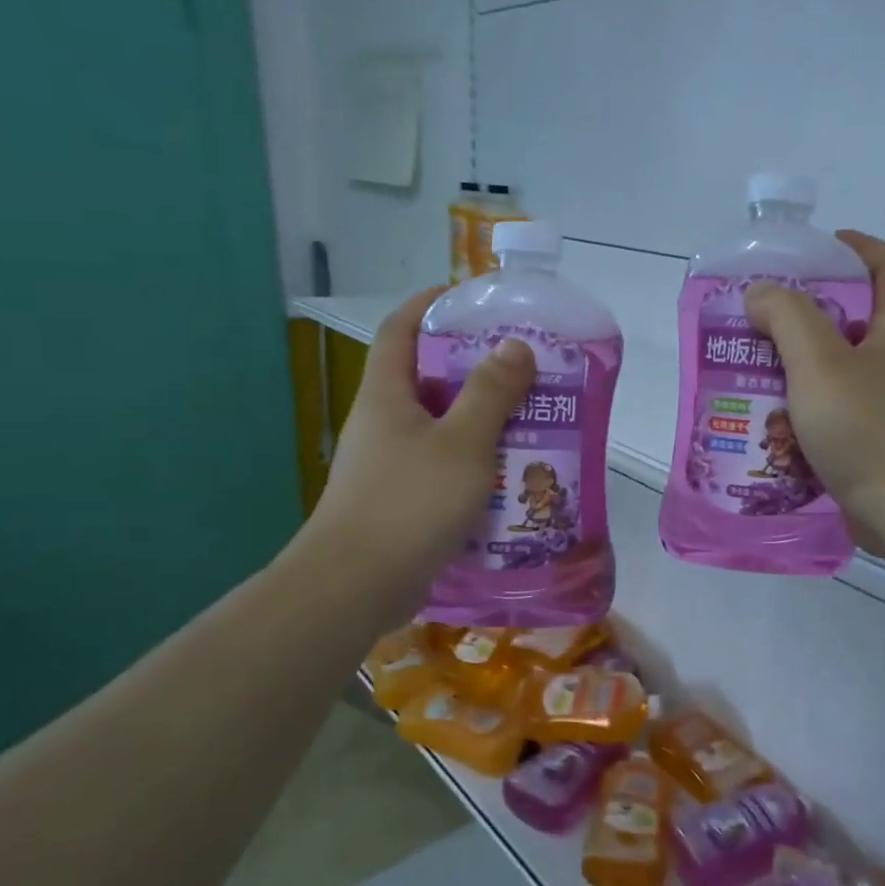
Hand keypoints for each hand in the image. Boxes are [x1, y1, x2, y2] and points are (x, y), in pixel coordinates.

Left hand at [294, 287, 534, 621]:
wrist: (355, 587)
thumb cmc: (409, 503)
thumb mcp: (462, 443)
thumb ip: (491, 393)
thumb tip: (514, 346)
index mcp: (387, 394)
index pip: (401, 328)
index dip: (431, 304)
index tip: (472, 298)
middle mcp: (383, 422)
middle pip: (427, 377)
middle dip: (474, 367)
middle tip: (524, 366)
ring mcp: (389, 463)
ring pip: (440, 425)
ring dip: (480, 419)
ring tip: (529, 418)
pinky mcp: (400, 499)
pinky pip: (443, 465)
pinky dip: (474, 461)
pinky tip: (508, 474)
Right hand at [744, 232, 884, 550]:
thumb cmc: (866, 427)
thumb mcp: (819, 363)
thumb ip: (788, 318)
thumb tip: (762, 293)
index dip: (861, 248)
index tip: (822, 247)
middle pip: (858, 319)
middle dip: (811, 312)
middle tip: (765, 315)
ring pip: (841, 369)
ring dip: (801, 364)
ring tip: (756, 367)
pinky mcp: (877, 439)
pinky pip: (837, 409)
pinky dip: (807, 407)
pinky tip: (773, 420)